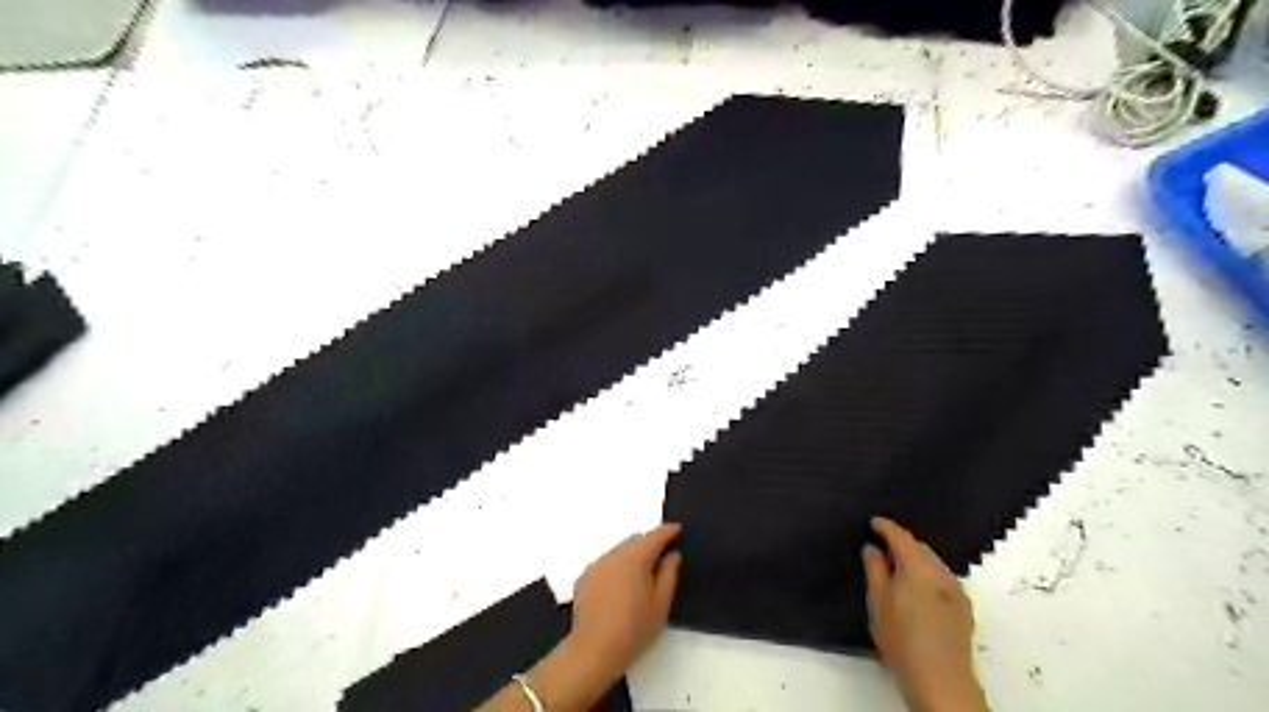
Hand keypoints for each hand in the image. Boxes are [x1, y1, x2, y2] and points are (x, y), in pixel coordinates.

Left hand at [567, 523, 683, 677]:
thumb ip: (669, 573)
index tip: (678, 530)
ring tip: (641, 573)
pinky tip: (620, 586)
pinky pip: (606, 562)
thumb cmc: (634, 627)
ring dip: (632, 554)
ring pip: (619, 550)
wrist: (594, 649)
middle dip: (649, 543)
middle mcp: (614, 554)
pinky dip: (617, 566)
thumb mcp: (661, 603)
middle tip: (662, 557)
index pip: (654, 536)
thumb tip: (672, 555)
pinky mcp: (584, 577)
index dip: (668, 531)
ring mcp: (596, 564)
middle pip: (635, 540)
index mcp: (635, 557)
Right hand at [863, 518, 991, 711]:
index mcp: (919, 567)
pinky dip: (927, 577)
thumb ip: (874, 570)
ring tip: (896, 570)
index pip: (901, 537)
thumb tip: (872, 548)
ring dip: (916, 561)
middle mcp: (941, 573)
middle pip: (920, 548)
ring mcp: (957, 591)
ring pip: (933, 564)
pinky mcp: (964, 610)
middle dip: (902, 544)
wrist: (941, 681)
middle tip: (881, 548)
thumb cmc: (902, 639)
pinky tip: (916, 591)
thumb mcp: (878, 602)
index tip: (873, 522)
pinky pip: (941, 580)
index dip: (886, 527)